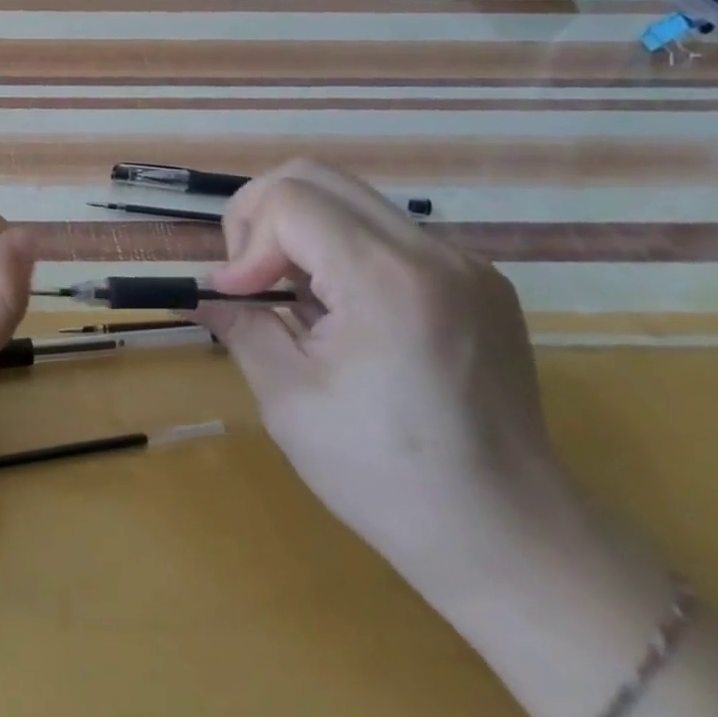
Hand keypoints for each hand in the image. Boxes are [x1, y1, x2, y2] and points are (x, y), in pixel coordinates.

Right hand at [199, 160, 575, 599]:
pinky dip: (342, 249)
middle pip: (316, 176)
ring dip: (301, 230)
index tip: (236, 296)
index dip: (246, 241)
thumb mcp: (288, 400)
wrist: (511, 540)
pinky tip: (341, 309)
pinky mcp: (479, 281)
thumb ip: (241, 325)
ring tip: (292, 294)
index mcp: (388, 282)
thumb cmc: (386, 477)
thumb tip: (206, 294)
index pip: (289, 200)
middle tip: (249, 274)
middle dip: (262, 214)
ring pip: (350, 199)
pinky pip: (387, 232)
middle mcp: (434, 254)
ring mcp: (465, 264)